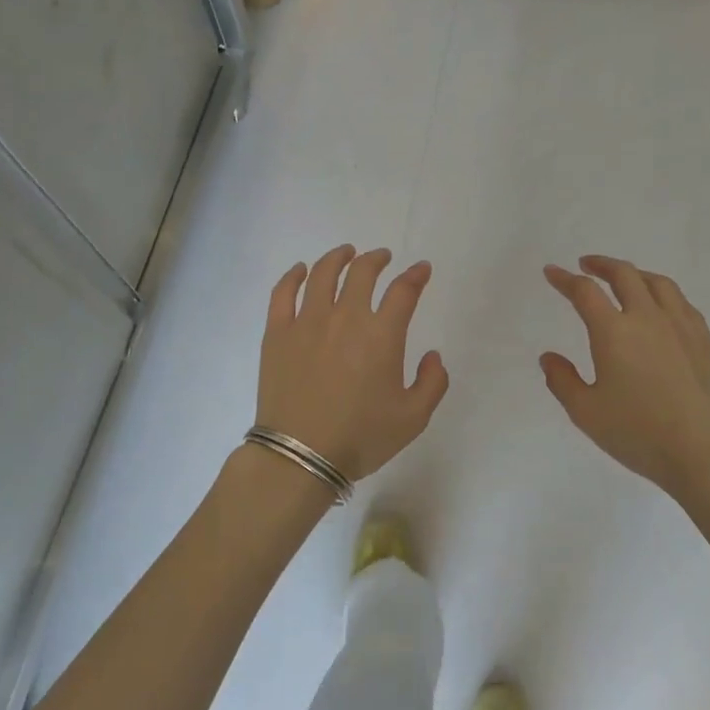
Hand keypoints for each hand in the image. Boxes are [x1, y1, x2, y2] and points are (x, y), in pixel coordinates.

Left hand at [257, 245, 448, 482]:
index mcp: (381, 335)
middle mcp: (345, 317)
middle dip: (376, 259)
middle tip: (382, 257)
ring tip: (346, 253)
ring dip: (338, 257)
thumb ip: (432, 383)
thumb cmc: (360, 438)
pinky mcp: (277, 333)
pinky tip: (300, 270)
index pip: (403, 291)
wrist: (300, 457)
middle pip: (362, 272)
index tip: (421, 269)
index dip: (416, 275)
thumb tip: (432, 355)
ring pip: (322, 274)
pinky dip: (293, 275)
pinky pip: (283, 293)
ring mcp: (307, 322)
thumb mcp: (413, 418)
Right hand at [540, 256, 709, 511]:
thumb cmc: (640, 434)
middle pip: (624, 275)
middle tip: (586, 265)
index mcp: (614, 331)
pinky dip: (661, 292)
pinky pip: (680, 301)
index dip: (564, 279)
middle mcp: (648, 318)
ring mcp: (681, 326)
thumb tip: (549, 357)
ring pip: (657, 283)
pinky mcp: (704, 340)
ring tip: (624, 279)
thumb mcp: (586, 413)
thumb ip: (562, 381)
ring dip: (634, 274)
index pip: (585, 292)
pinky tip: (660, 307)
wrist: (708, 454)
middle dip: (601, 265)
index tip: (552, 272)